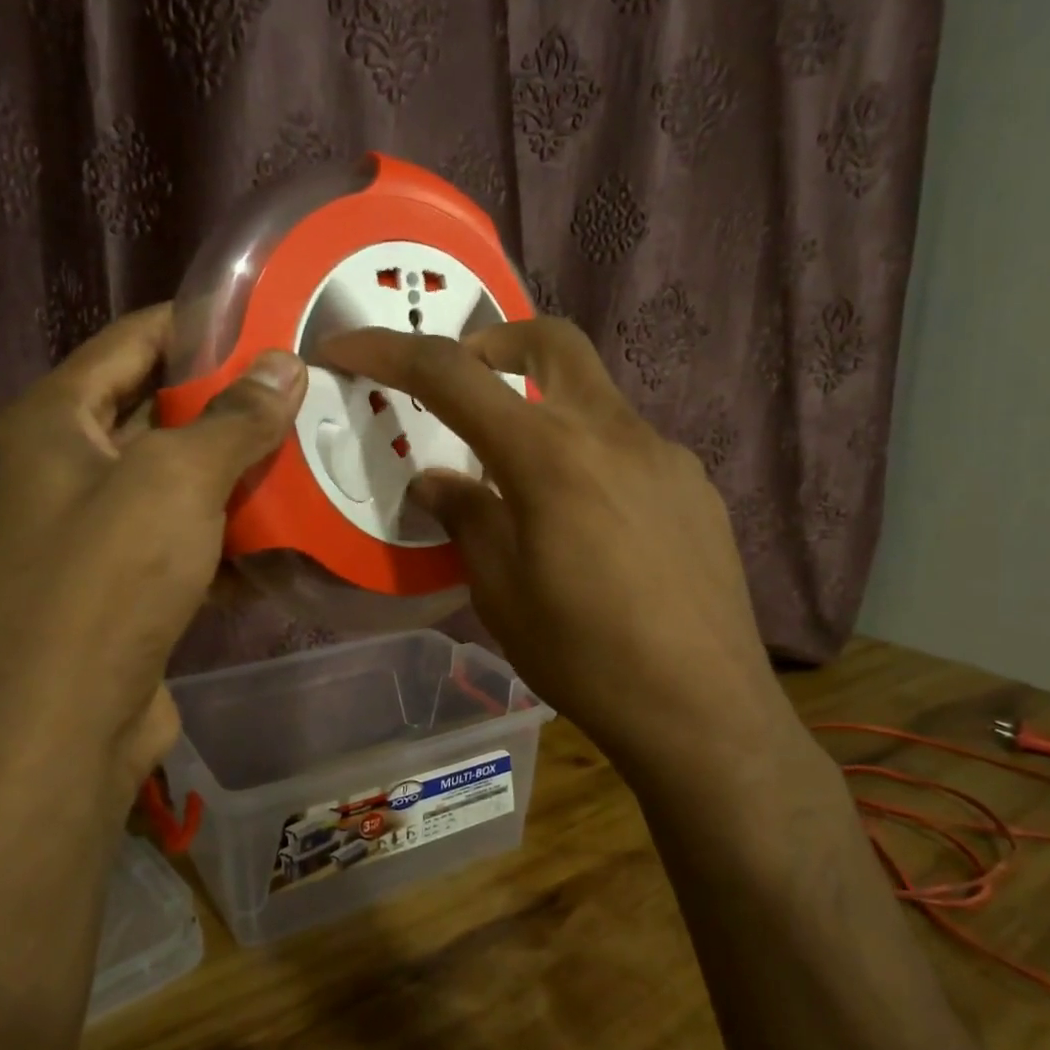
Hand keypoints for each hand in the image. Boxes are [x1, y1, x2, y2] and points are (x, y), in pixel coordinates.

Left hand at [0, 306, 306, 816]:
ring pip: (183, 481)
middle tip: (312, 392)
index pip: (135, 340)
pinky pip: (189, 538)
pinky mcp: (129, 583)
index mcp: (59, 418)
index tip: (274, 321)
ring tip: (318, 452)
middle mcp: (70, 465)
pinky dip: (233, 534)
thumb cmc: (108, 579)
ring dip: (243, 474)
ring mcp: (99, 529)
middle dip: (235, 405)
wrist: (65, 724)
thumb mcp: (176, 480)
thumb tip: (285, 364)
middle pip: (163, 411)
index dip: (202, 325)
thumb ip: (234, 419)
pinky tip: (293, 531)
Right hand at [319, 318, 797, 780]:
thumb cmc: (584, 656)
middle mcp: (612, 433)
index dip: (389, 350)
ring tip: (526, 487)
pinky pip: (630, 448)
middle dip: (494, 342)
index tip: (346, 346)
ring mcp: (665, 455)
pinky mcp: (696, 487)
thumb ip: (466, 518)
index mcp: (549, 455)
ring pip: (593, 398)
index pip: (452, 375)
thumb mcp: (500, 591)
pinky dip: (589, 460)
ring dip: (546, 413)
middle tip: (464, 387)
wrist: (703, 709)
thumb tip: (436, 481)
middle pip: (550, 339)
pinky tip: (590, 528)